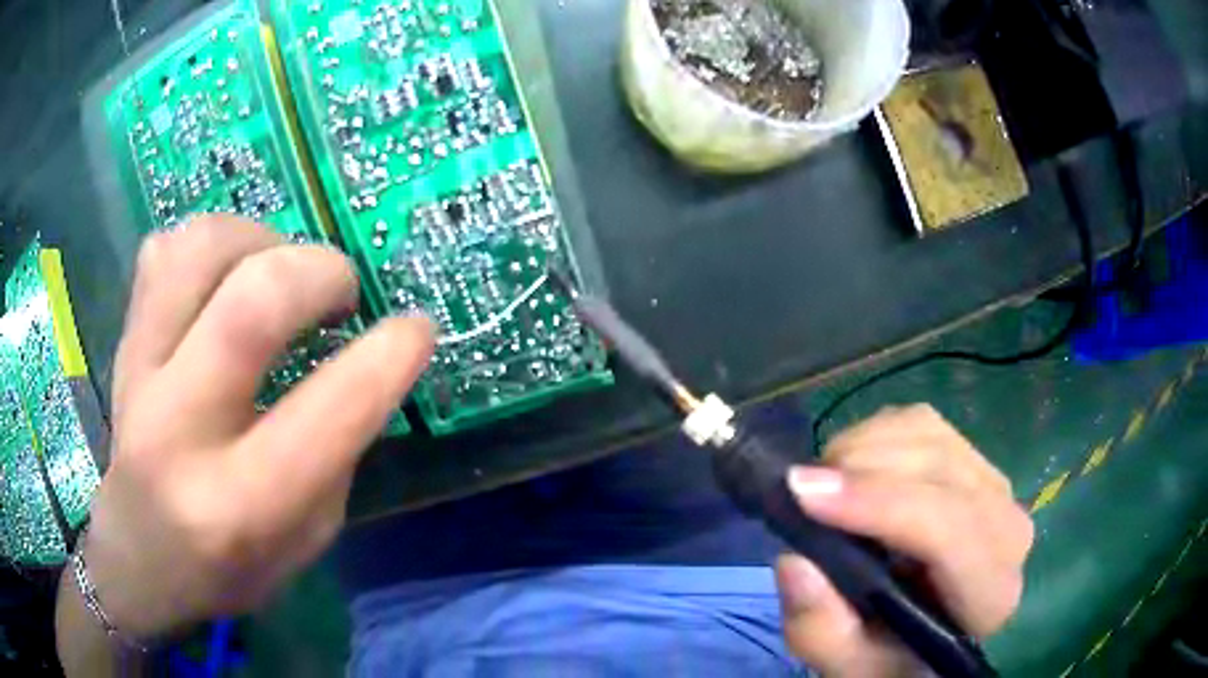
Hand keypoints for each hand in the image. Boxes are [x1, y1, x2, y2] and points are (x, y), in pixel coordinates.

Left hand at [71, 216, 433, 639]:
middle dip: (320, 273)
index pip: (326, 412)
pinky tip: (226, 277)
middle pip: (252, 304)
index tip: (416, 329)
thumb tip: (363, 364)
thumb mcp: (305, 541)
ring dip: (261, 241)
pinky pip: (164, 251)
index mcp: (240, 504)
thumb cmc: (229, 568)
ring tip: (280, 272)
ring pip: (200, 251)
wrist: (139, 557)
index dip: (387, 356)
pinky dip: (210, 245)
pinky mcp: (123, 342)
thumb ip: (335, 454)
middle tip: (342, 291)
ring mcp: (138, 373)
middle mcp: (180, 429)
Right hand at [776, 405, 1033, 676]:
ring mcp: (996, 486)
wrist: (926, 629)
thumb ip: (820, 632)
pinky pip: (923, 423)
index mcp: (990, 596)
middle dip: (863, 469)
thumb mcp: (847, 665)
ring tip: (823, 484)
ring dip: (865, 447)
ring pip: (930, 435)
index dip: (878, 504)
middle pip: (941, 470)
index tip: (803, 493)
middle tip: (800, 489)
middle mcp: (1008, 530)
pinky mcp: (974, 460)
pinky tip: (851, 469)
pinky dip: (876, 434)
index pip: (949, 531)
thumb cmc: (891, 655)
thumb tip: (794, 560)